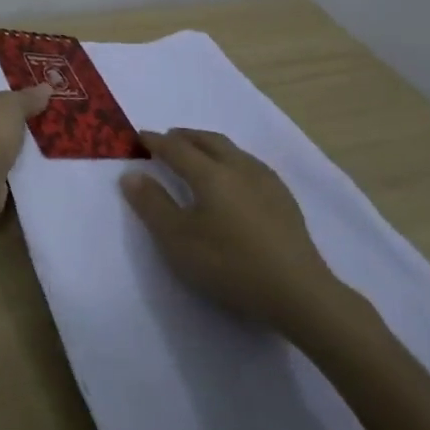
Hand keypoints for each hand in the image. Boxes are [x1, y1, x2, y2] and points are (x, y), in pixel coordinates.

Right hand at [121, 128, 352, 340]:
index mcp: (210, 174)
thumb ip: (152, 204)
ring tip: (198, 155)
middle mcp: (239, 168)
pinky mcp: (285, 200)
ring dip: (210, 146)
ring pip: (233, 151)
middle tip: (168, 139)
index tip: (139, 137)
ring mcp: (267, 182)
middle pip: (209, 141)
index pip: (177, 148)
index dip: (156, 142)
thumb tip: (131, 174)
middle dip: (185, 137)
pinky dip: (231, 161)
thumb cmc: (229, 264)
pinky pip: (250, 165)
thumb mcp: (177, 239)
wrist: (297, 292)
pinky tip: (234, 180)